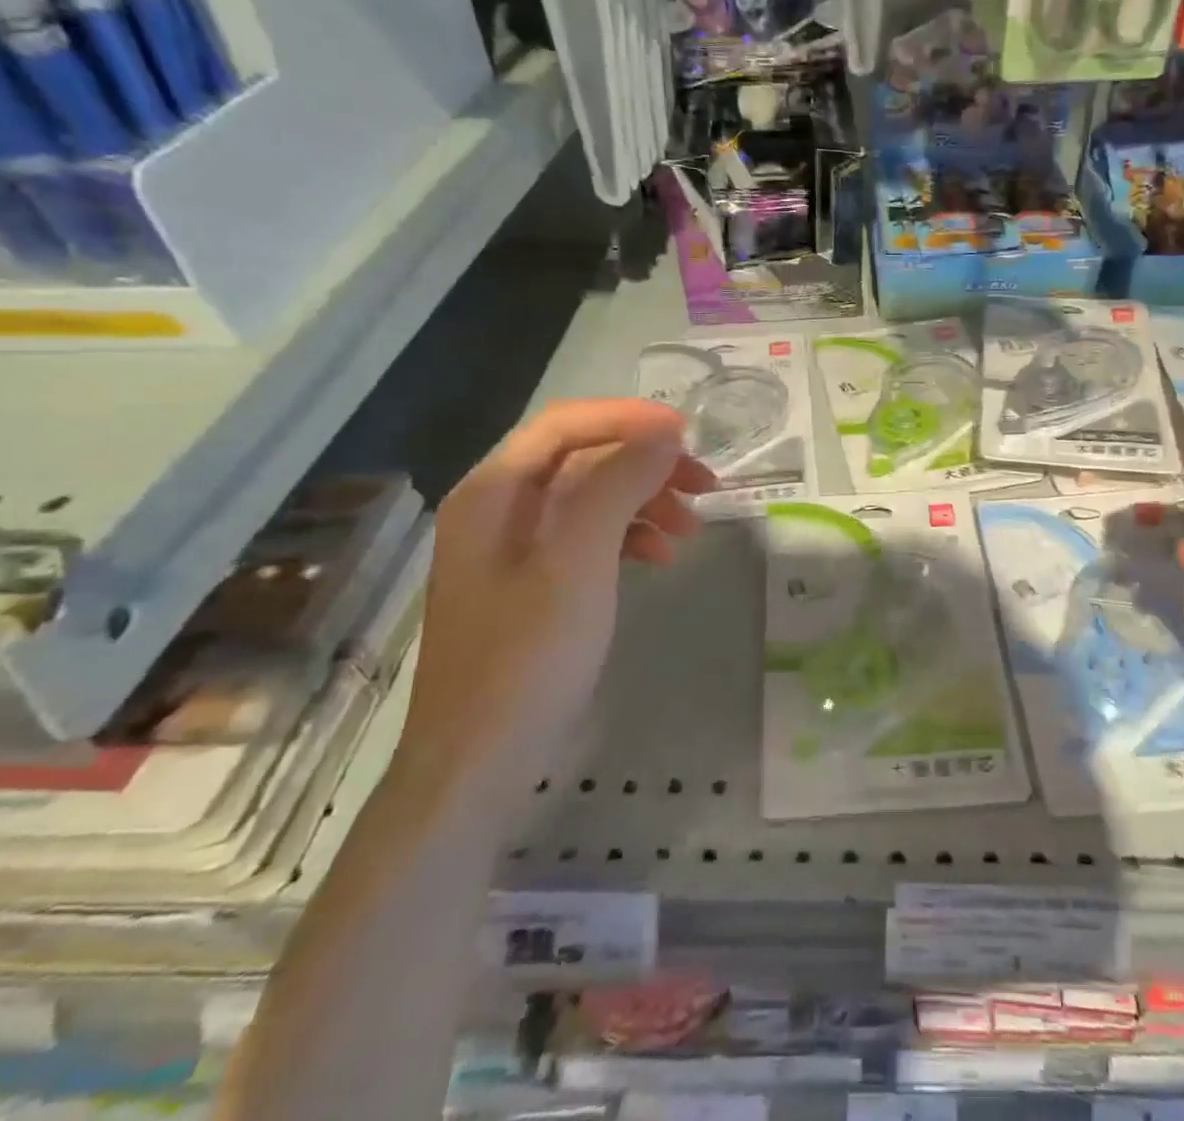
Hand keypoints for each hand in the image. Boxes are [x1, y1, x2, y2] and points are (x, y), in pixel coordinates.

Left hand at [404, 399, 715, 794]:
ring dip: (644, 501)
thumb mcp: (578, 562)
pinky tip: (660, 557)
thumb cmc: (527, 658)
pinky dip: (628, 537)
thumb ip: (617, 485)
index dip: (627, 419)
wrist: (479, 765)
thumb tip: (661, 434)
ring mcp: (513, 549)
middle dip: (644, 464)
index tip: (687, 433)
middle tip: (704, 483)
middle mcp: (498, 509)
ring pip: (590, 498)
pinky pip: (587, 537)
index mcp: (493, 493)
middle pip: (581, 459)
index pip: (564, 425)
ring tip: (691, 527)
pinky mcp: (532, 583)